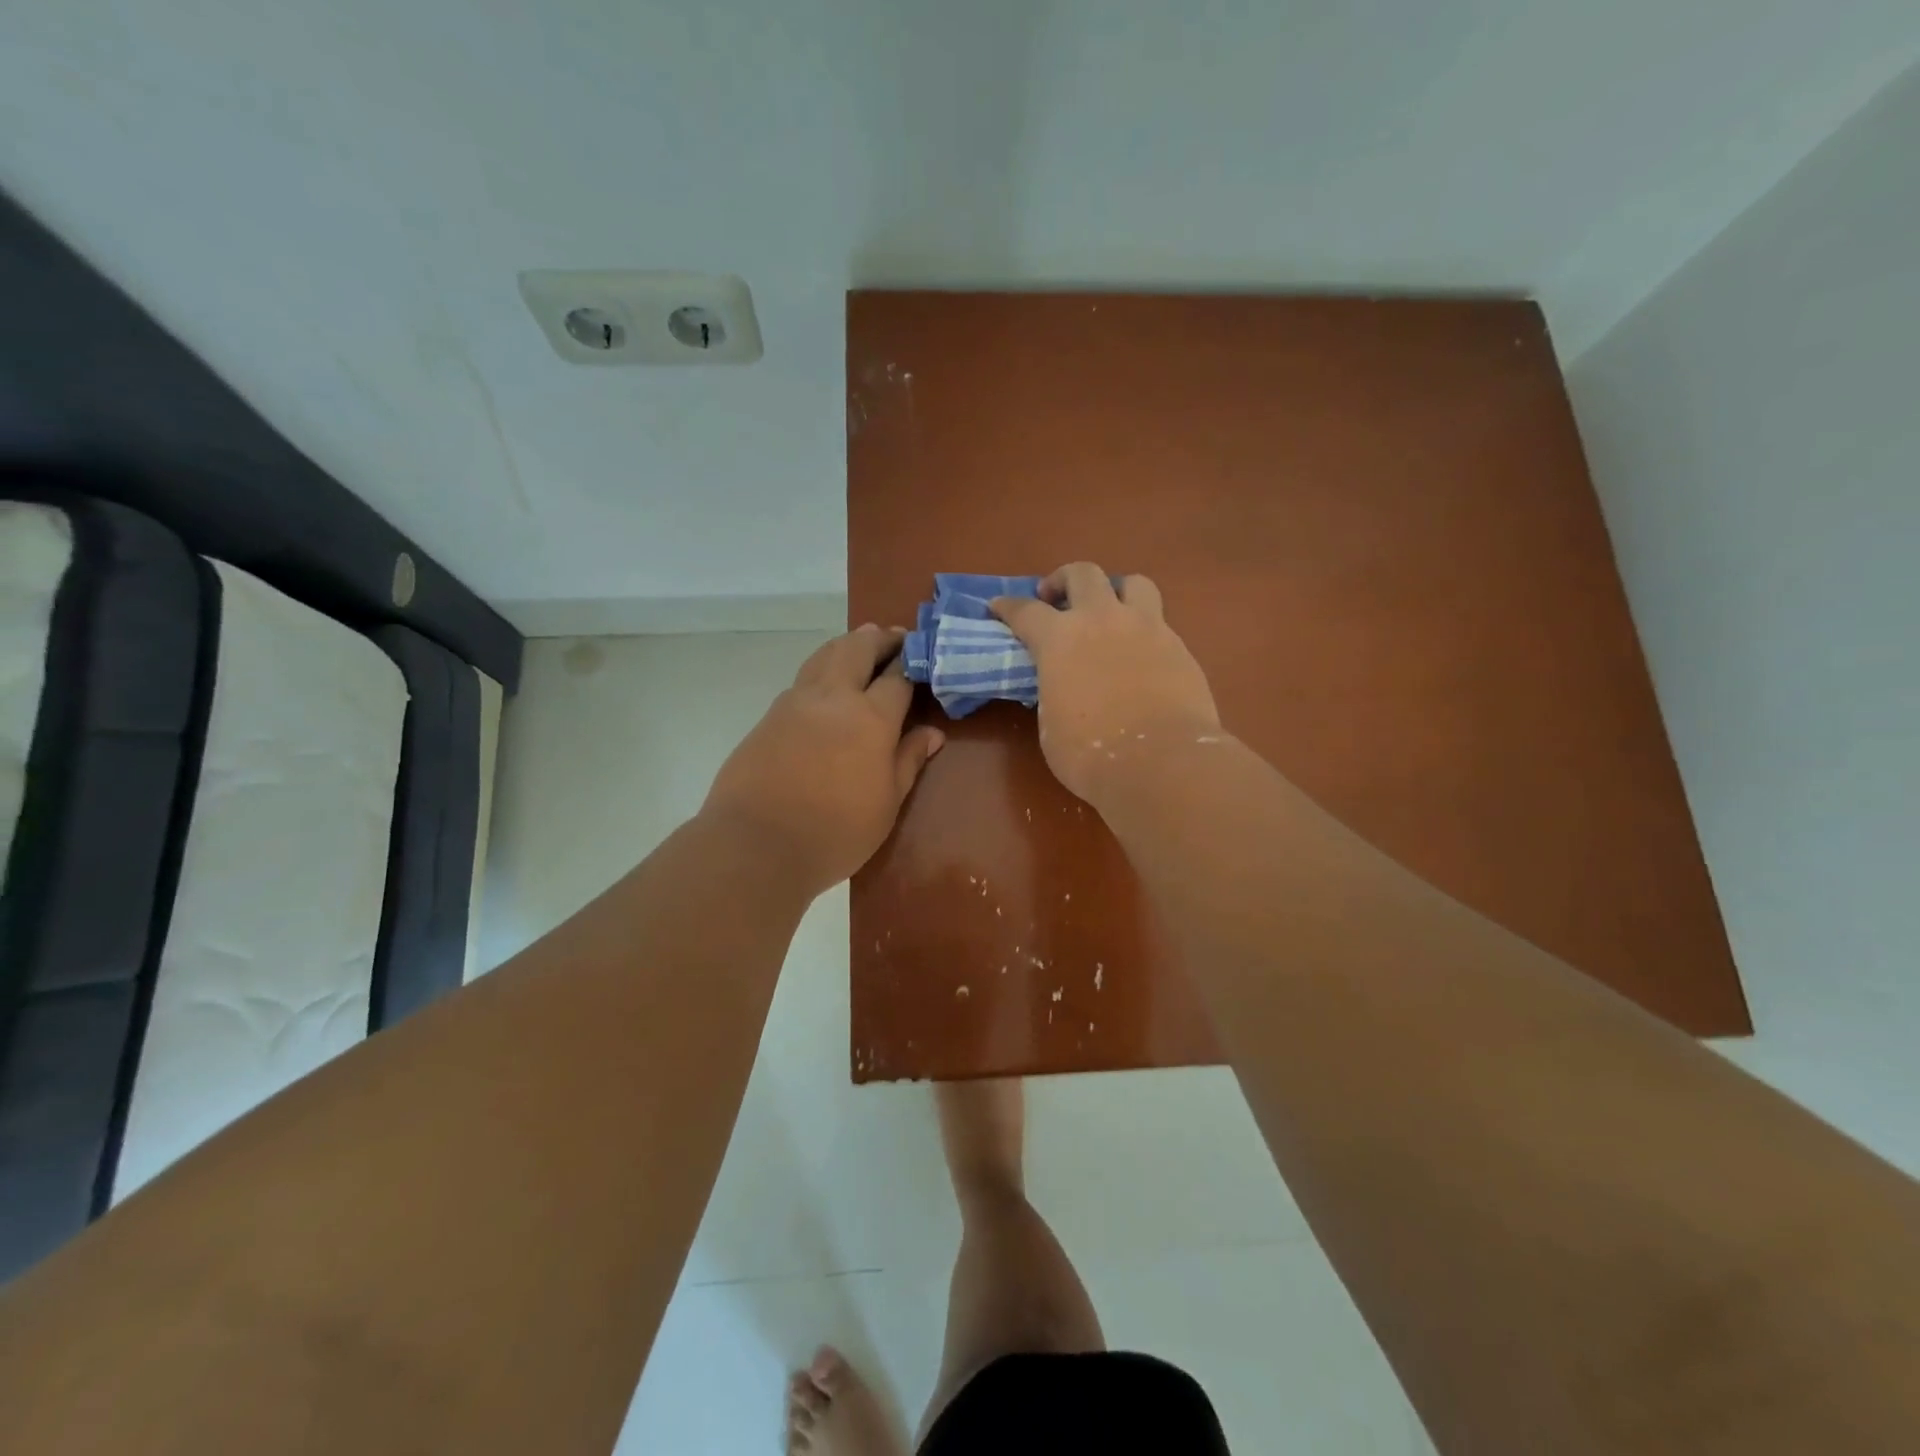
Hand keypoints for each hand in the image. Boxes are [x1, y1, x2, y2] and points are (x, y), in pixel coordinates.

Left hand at [704, 625, 944, 895]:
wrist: (756, 845)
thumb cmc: (836, 831)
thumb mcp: (887, 803)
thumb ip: (909, 760)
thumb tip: (932, 733)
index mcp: (870, 717)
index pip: (898, 675)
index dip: (913, 661)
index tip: (924, 653)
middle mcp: (833, 698)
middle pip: (857, 648)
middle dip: (879, 638)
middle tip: (895, 637)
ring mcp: (795, 703)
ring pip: (824, 655)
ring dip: (848, 644)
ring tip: (862, 645)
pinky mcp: (769, 716)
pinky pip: (802, 679)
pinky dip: (822, 668)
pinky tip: (827, 685)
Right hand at [992, 563, 1219, 802]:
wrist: (1162, 762)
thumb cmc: (1091, 754)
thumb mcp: (1051, 725)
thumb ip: (1053, 692)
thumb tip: (1062, 686)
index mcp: (1060, 639)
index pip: (1025, 611)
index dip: (1007, 606)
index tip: (997, 606)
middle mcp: (1102, 620)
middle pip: (1082, 574)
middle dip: (1062, 580)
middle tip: (1055, 598)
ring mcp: (1146, 627)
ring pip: (1133, 583)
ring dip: (1115, 591)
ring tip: (1109, 611)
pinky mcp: (1179, 646)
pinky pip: (1159, 621)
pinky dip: (1143, 628)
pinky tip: (1139, 654)